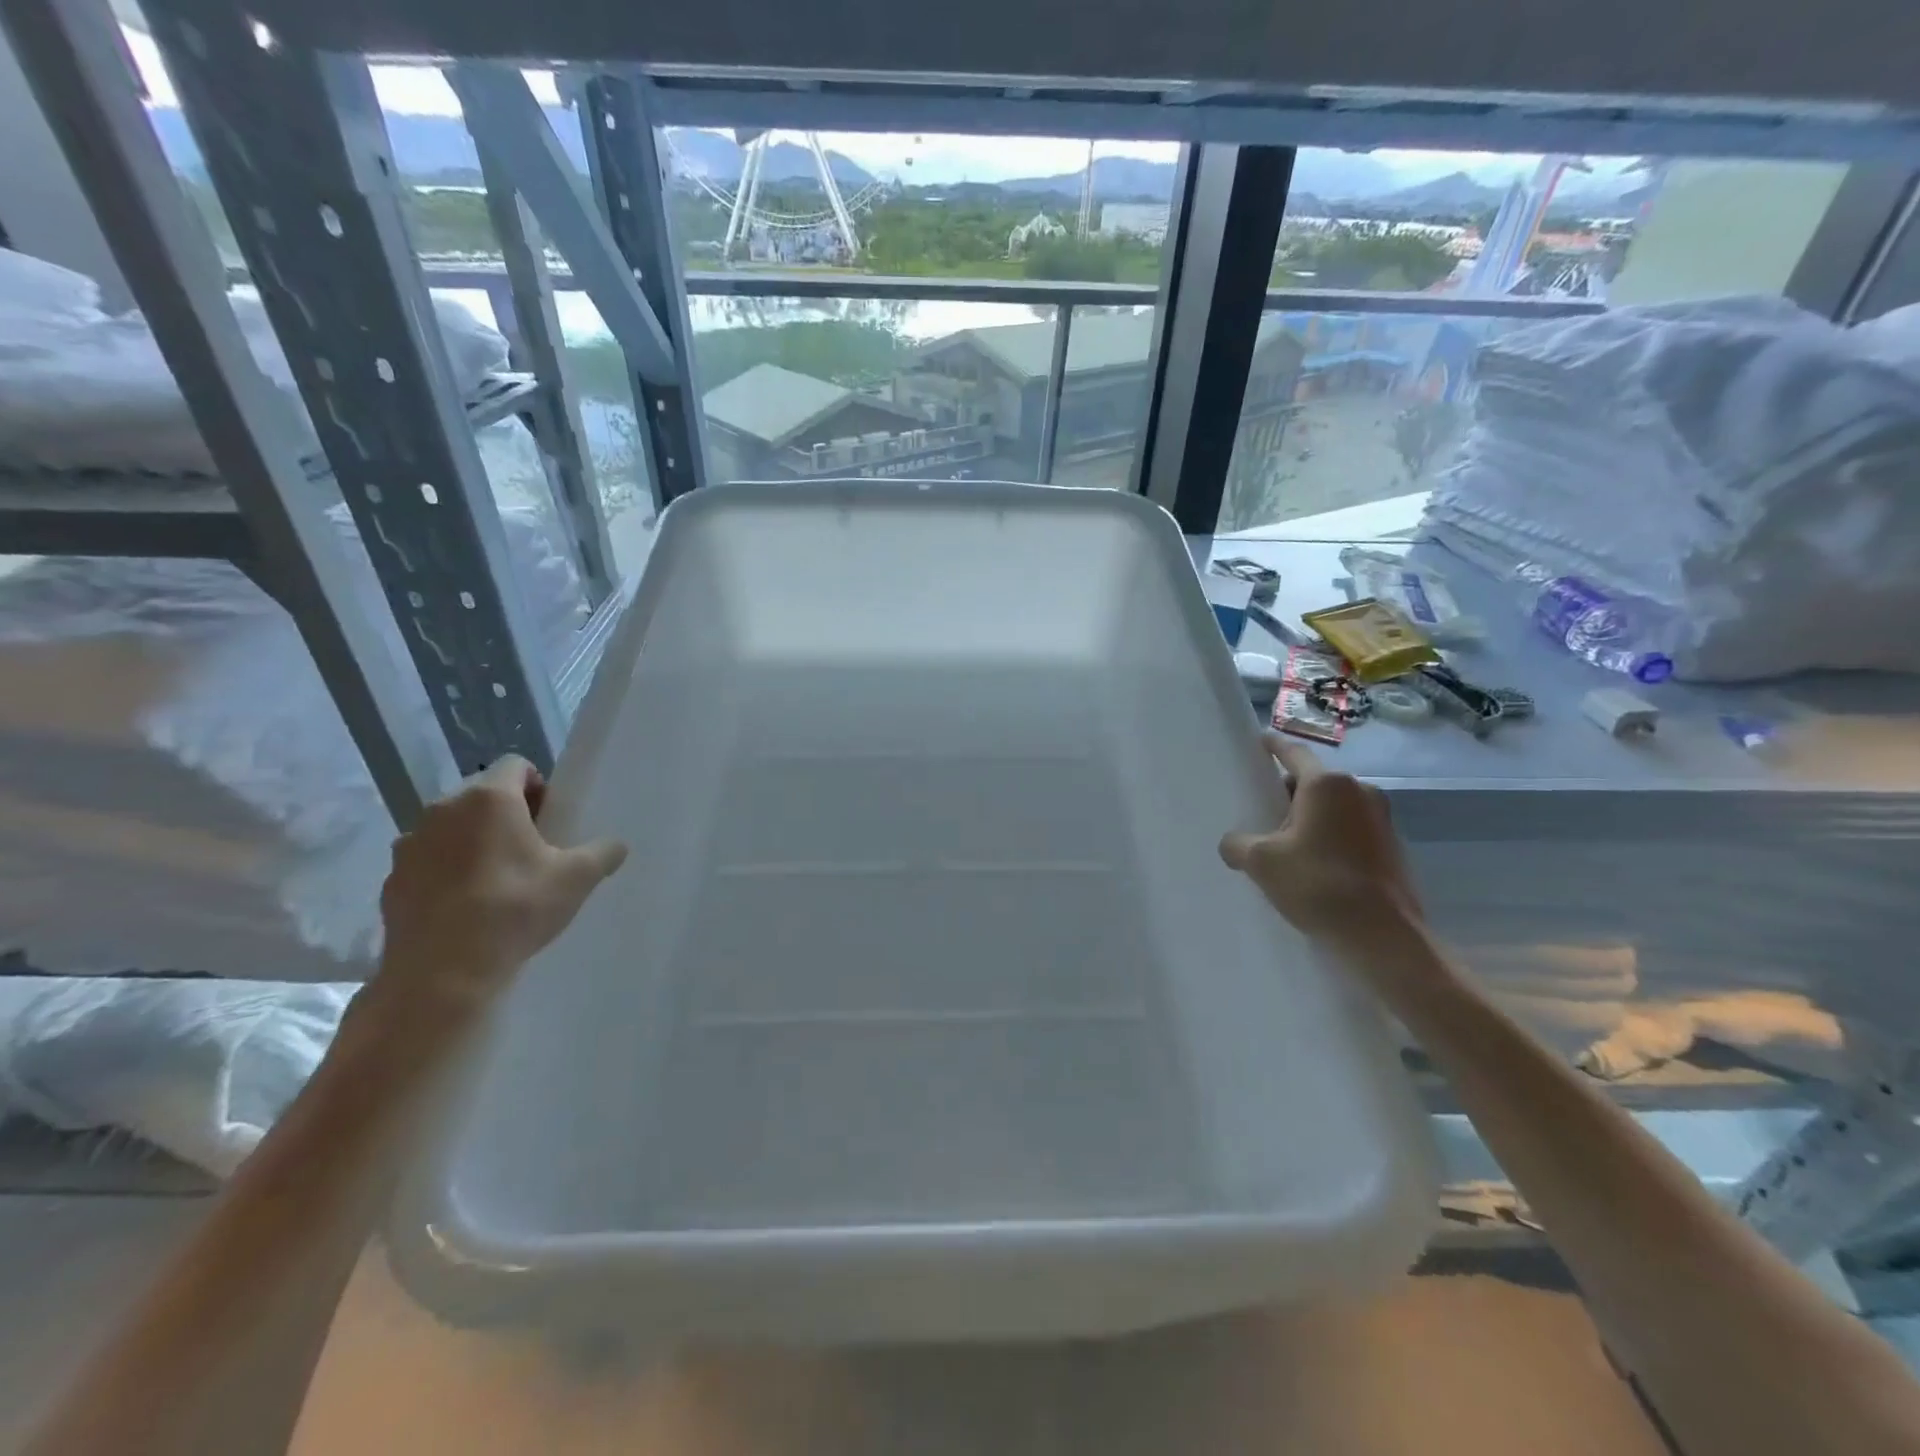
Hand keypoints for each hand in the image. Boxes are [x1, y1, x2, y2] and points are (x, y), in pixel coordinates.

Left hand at [374, 755, 627, 1013]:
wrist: (442, 975)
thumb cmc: (515, 910)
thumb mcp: (578, 879)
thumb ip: (602, 852)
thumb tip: (615, 846)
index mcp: (489, 798)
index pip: (516, 765)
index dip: (539, 786)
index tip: (551, 819)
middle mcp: (442, 810)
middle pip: (481, 793)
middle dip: (507, 813)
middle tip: (532, 849)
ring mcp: (409, 844)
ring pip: (451, 827)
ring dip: (473, 840)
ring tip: (497, 879)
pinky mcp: (392, 880)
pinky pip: (428, 860)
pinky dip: (447, 870)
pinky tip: (467, 904)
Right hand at [1219, 733, 1422, 946]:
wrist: (1382, 936)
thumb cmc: (1318, 884)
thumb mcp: (1261, 862)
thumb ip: (1237, 844)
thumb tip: (1232, 844)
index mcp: (1327, 785)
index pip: (1293, 753)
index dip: (1272, 746)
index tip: (1259, 742)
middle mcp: (1359, 791)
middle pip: (1312, 782)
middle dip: (1286, 794)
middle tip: (1260, 814)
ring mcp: (1381, 819)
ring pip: (1333, 807)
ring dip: (1309, 818)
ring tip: (1284, 845)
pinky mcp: (1391, 847)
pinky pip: (1350, 829)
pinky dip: (1330, 837)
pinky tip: (1312, 865)